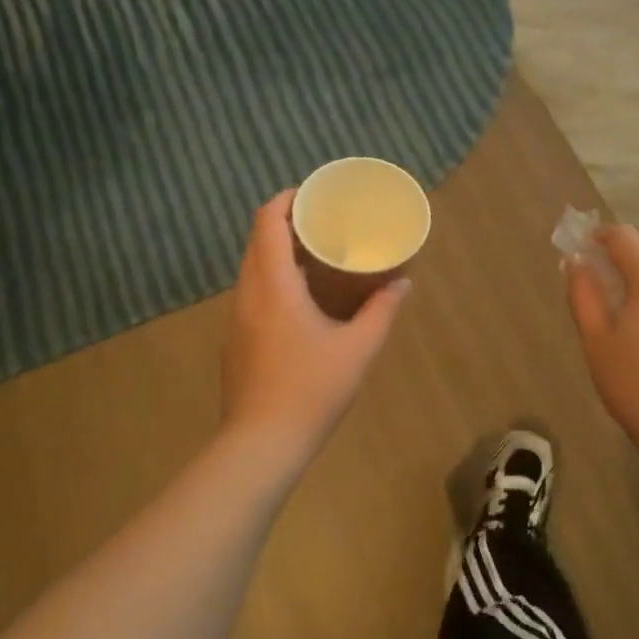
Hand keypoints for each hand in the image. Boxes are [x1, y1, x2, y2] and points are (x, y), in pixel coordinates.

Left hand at [222, 191, 409, 455]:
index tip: (313, 194)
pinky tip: (301, 300)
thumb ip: (381, 311)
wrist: (260, 445)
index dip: (286, 199)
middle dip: (286, 222)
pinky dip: (273, 279)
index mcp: (274, 286)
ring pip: (252, 268)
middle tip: (322, 221)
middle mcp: (248, 294)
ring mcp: (237, 319)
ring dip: (278, 252)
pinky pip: (252, 293)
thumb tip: (402, 283)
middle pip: (258, 241)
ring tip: (316, 255)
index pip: (268, 222)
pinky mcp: (236, 341)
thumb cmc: (311, 390)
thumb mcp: (358, 349)